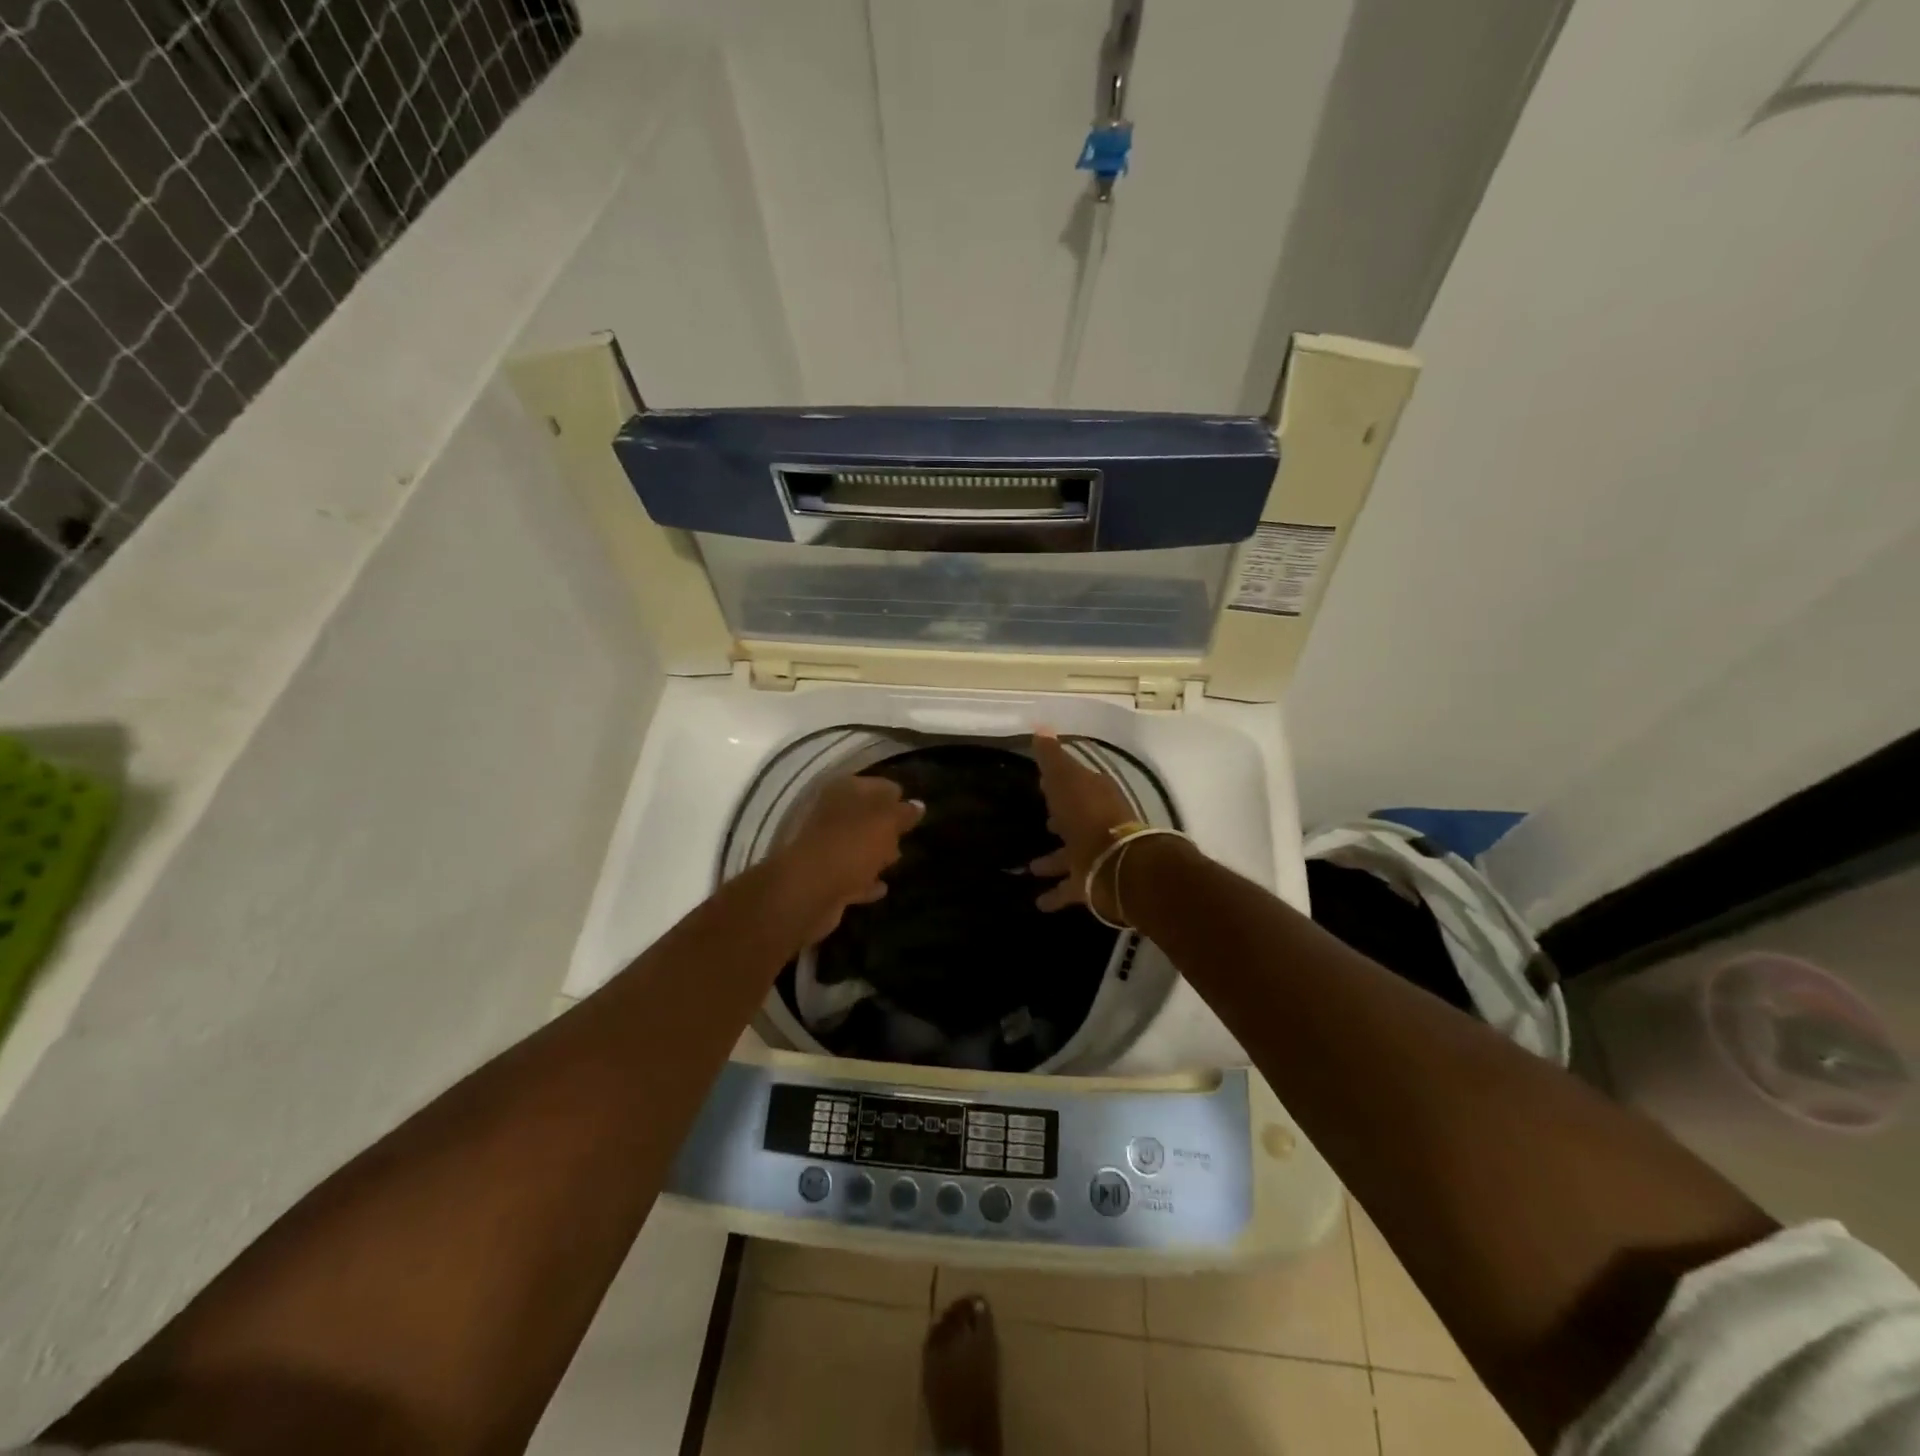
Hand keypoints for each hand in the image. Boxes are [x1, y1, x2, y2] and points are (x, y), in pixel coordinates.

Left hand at [776, 774, 924, 943]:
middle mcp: (830, 814)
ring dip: (874, 852)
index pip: (878, 785)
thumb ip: (904, 813)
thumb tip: (918, 804)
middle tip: (906, 834)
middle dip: (885, 824)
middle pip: (864, 815)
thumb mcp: (886, 822)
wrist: (809, 891)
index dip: (896, 795)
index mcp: (843, 791)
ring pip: (856, 845)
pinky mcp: (824, 879)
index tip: (914, 809)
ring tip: (897, 859)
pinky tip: (881, 887)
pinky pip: (851, 876)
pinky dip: (865, 880)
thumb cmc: (852, 845)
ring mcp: (824, 847)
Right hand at [1028, 729, 1136, 916]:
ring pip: (1071, 854)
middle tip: (1043, 823)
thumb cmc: (1088, 816)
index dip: (1059, 783)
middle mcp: (1099, 823)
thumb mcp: (1066, 779)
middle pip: (1076, 819)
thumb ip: (1052, 757)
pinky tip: (1039, 902)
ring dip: (1053, 860)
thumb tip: (1041, 727)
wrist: (1117, 866)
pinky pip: (1071, 888)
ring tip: (1030, 868)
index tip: (1042, 784)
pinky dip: (1056, 894)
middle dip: (1060, 820)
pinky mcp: (1094, 883)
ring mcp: (1097, 855)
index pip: (1076, 784)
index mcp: (1095, 795)